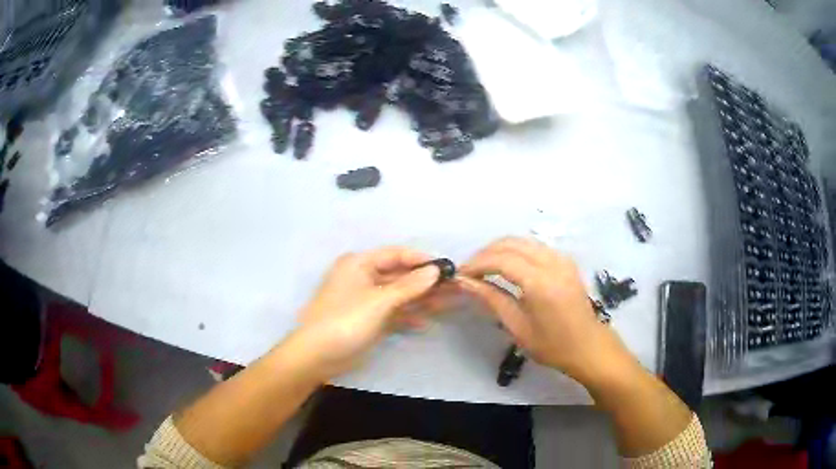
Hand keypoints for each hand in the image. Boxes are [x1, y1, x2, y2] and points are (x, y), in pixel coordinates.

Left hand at [287, 247, 441, 379]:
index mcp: (359, 264)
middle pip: (400, 275)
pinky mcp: (369, 320)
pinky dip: (408, 317)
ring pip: (399, 295)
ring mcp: (367, 300)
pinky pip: (393, 313)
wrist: (318, 356)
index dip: (421, 260)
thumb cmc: (345, 321)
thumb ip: (409, 286)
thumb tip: (435, 269)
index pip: (396, 254)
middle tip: (454, 287)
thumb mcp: (379, 301)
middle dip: (425, 282)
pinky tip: (426, 323)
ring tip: (449, 304)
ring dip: (421, 300)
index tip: (447, 267)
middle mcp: (363, 277)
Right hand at [458, 237, 636, 385]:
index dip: (477, 264)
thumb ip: (492, 299)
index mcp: (540, 283)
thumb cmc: (552, 345)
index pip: (501, 260)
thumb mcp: (517, 327)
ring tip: (484, 268)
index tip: (460, 274)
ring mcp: (561, 259)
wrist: (588, 346)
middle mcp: (552, 263)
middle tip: (469, 271)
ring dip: (500, 249)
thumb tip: (464, 282)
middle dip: (485, 253)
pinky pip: (535, 246)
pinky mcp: (565, 261)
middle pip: (511, 244)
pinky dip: (516, 250)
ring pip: (523, 241)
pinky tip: (507, 266)